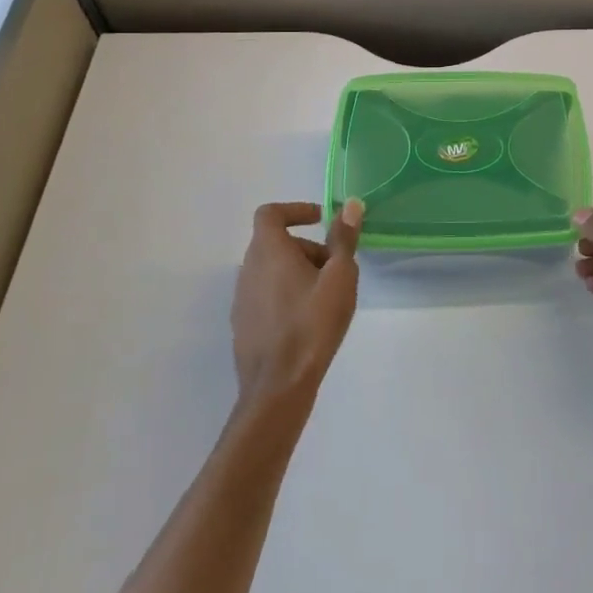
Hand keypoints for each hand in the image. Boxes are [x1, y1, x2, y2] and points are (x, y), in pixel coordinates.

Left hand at [231, 200, 361, 405]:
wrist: (278, 387)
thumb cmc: (312, 324)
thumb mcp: (339, 277)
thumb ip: (343, 239)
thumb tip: (350, 205)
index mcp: (268, 251)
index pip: (271, 213)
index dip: (296, 210)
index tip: (321, 220)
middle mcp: (248, 269)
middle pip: (275, 243)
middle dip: (307, 247)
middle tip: (335, 266)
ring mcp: (241, 299)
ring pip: (271, 270)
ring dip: (297, 271)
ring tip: (326, 296)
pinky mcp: (243, 325)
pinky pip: (265, 295)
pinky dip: (286, 294)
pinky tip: (308, 320)